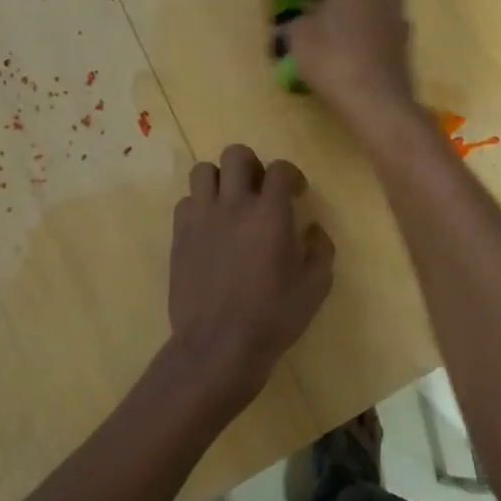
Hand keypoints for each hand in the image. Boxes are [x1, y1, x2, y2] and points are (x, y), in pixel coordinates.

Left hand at [169, 145, 334, 402]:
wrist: (218, 346)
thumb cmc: (274, 316)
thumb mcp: (316, 286)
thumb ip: (321, 249)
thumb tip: (313, 229)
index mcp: (270, 213)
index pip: (280, 169)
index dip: (292, 176)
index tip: (297, 194)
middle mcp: (234, 205)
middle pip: (236, 154)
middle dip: (252, 165)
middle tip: (260, 191)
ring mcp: (202, 218)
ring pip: (203, 170)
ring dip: (220, 180)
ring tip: (230, 203)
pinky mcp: (179, 237)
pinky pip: (186, 202)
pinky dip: (199, 207)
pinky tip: (210, 229)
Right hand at [284, 0, 419, 130]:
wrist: (379, 104)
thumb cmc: (334, 61)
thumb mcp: (299, 38)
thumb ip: (296, 19)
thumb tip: (302, 18)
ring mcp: (397, 11)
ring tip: (324, 11)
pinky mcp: (403, 36)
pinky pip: (375, 17)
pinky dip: (359, 19)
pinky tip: (344, 35)